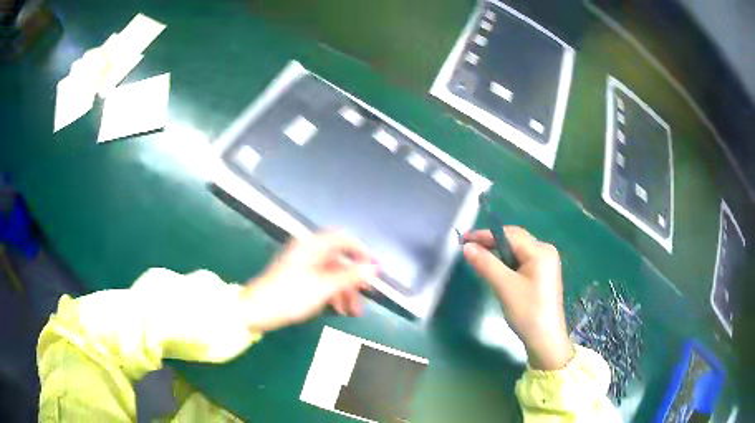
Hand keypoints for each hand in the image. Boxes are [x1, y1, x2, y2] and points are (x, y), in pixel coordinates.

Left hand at [241, 232, 377, 332]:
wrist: (256, 311)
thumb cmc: (289, 296)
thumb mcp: (323, 287)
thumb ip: (350, 276)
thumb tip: (375, 268)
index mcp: (312, 246)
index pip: (343, 239)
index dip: (361, 252)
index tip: (375, 269)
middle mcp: (308, 252)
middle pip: (339, 260)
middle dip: (354, 278)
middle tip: (368, 294)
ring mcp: (302, 266)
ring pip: (331, 274)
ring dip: (345, 291)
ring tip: (354, 312)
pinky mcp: (298, 280)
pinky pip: (321, 282)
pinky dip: (332, 294)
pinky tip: (339, 311)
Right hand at [463, 226, 572, 369]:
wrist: (545, 339)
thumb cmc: (528, 311)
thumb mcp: (505, 287)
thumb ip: (486, 264)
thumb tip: (467, 247)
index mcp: (540, 251)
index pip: (509, 234)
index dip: (485, 235)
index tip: (463, 239)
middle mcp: (545, 252)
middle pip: (515, 239)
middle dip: (492, 242)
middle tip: (469, 248)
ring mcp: (546, 264)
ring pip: (517, 251)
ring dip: (498, 253)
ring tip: (479, 258)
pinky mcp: (542, 275)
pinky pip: (521, 261)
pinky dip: (507, 263)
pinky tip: (497, 270)